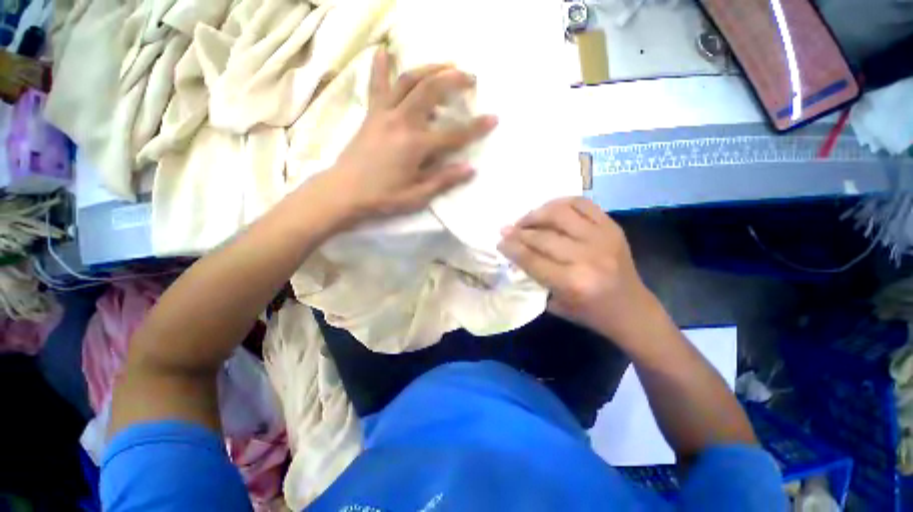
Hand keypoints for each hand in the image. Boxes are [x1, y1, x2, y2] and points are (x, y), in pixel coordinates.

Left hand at [328, 48, 497, 222]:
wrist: (344, 192)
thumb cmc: (383, 197)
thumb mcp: (417, 196)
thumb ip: (444, 180)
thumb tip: (470, 168)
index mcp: (416, 146)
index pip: (453, 135)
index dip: (476, 127)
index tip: (493, 118)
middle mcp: (402, 122)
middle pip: (431, 91)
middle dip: (453, 80)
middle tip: (470, 77)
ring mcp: (384, 114)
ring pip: (408, 80)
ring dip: (429, 68)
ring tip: (446, 64)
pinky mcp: (371, 114)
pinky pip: (376, 85)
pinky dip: (381, 67)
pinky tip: (384, 51)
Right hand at [498, 197, 655, 342]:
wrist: (632, 310)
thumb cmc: (590, 313)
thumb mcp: (555, 304)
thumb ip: (534, 277)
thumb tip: (515, 253)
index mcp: (572, 283)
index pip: (532, 258)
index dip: (512, 247)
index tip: (499, 241)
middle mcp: (587, 257)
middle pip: (542, 236)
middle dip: (519, 231)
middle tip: (507, 229)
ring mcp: (603, 238)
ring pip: (561, 213)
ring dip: (537, 213)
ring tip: (526, 219)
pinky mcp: (613, 227)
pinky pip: (583, 204)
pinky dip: (562, 202)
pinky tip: (550, 209)